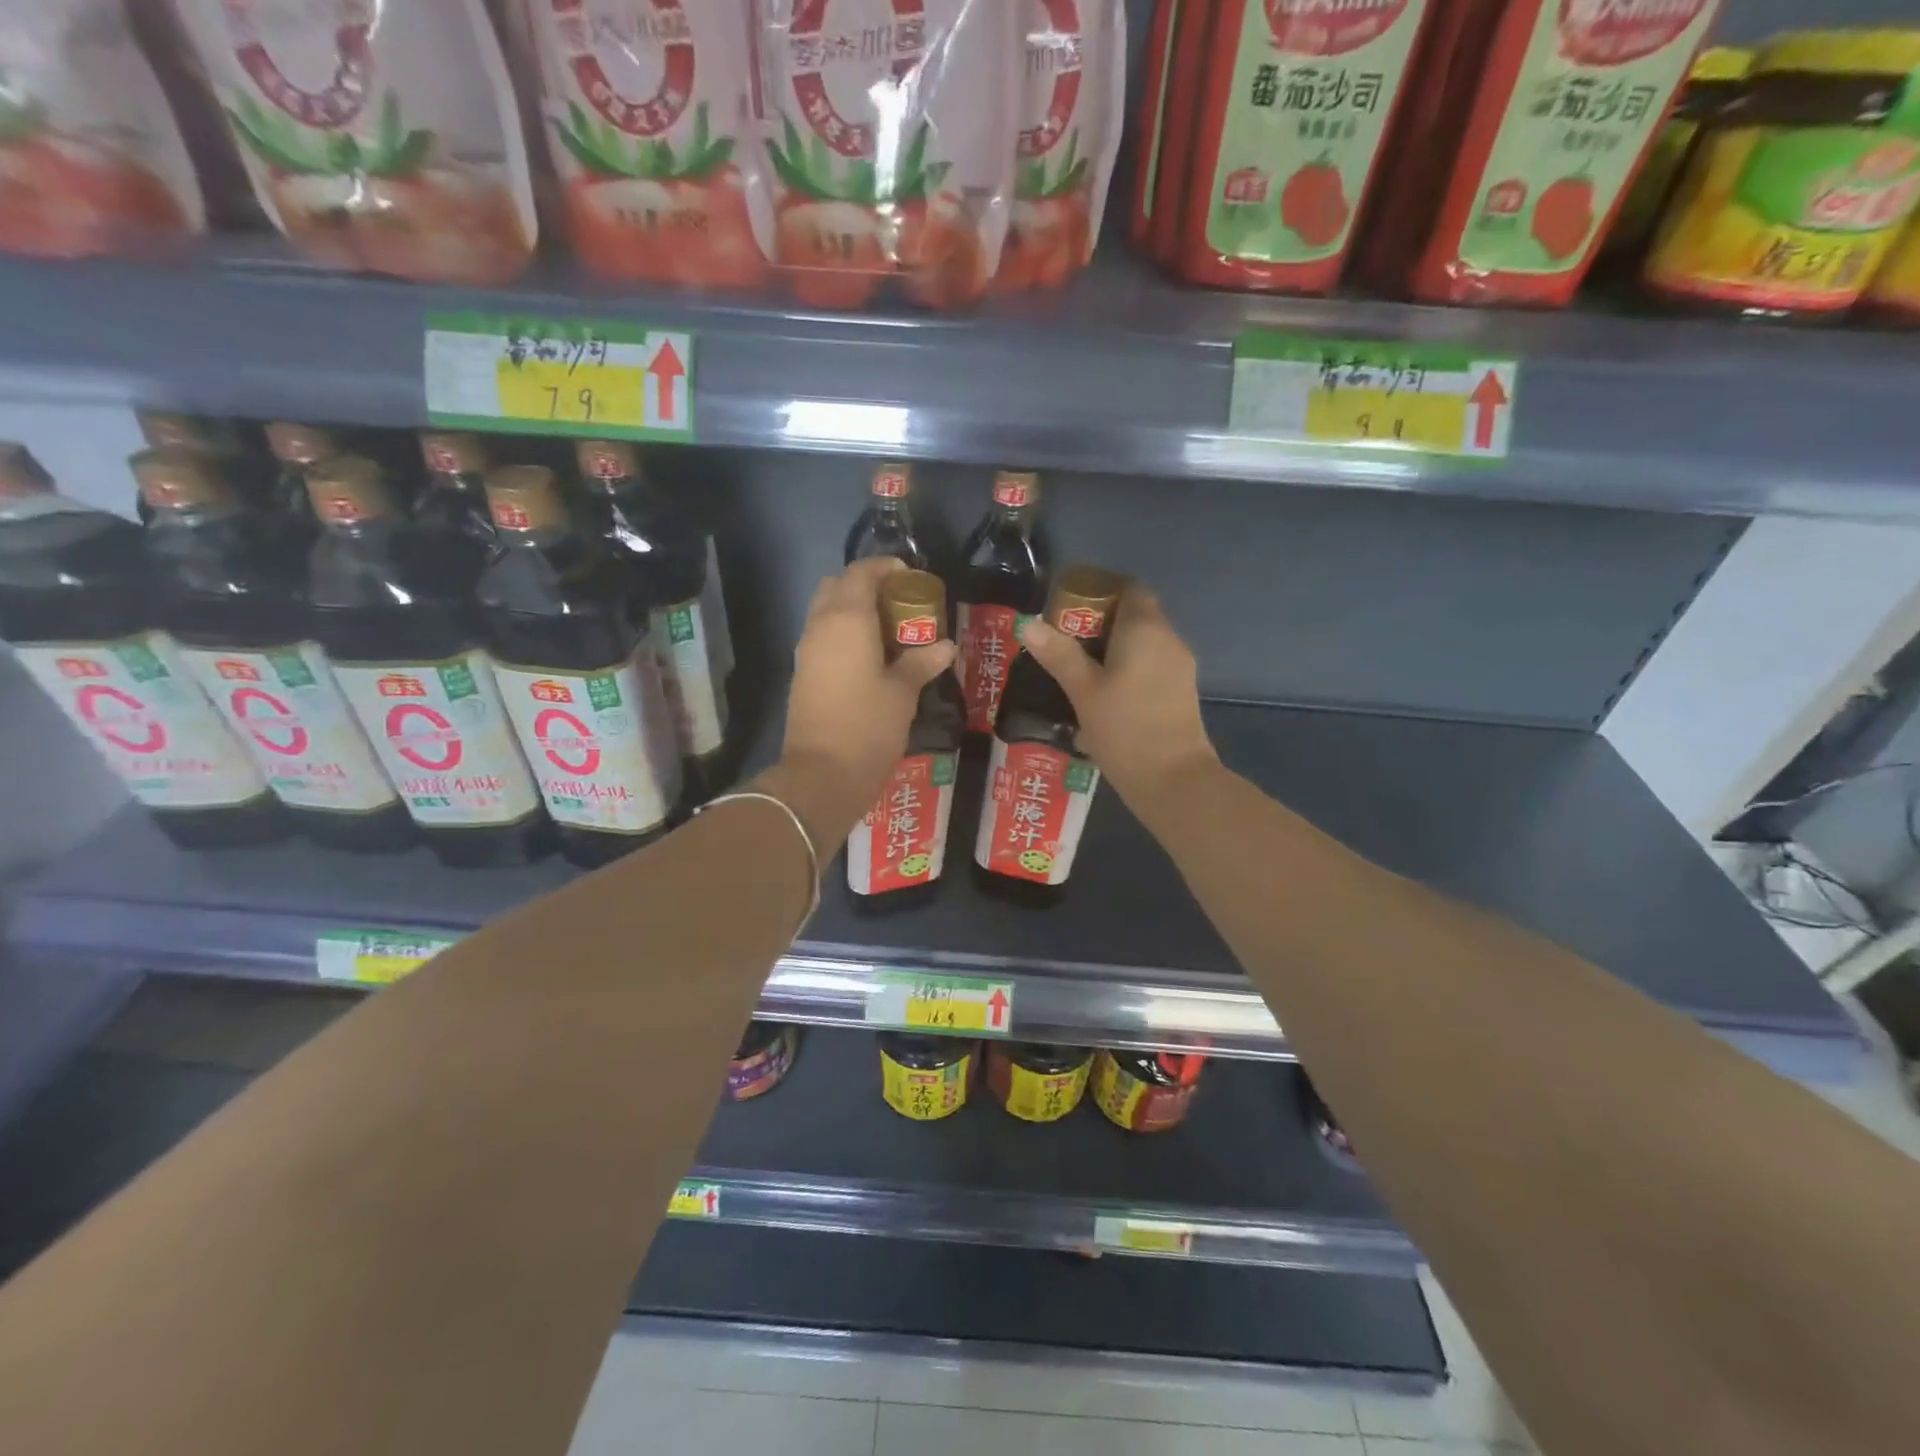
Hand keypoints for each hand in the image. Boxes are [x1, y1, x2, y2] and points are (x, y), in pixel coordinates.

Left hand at [767, 557, 956, 846]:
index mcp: (847, 619)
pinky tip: (869, 656)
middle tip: (898, 604)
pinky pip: (822, 636)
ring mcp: (806, 650)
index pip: (861, 573)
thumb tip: (945, 646)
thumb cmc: (868, 726)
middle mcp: (820, 626)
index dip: (885, 568)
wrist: (821, 774)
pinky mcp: (802, 673)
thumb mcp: (903, 692)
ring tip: (888, 631)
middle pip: (836, 586)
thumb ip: (922, 662)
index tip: (910, 577)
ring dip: (852, 610)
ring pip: (825, 612)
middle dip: (865, 586)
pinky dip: (843, 633)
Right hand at [1019, 585, 1217, 811]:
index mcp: (1145, 628)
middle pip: (1135, 614)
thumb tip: (1028, 622)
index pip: (1129, 588)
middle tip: (1063, 642)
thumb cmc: (1124, 729)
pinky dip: (1128, 667)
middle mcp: (1168, 638)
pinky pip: (1151, 664)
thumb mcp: (1083, 691)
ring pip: (1143, 642)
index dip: (1099, 590)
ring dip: (1113, 648)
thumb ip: (1058, 654)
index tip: (1069, 608)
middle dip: (1100, 622)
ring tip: (1078, 669)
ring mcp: (1179, 666)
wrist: (1173, 780)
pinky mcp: (1180, 691)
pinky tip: (1104, 693)